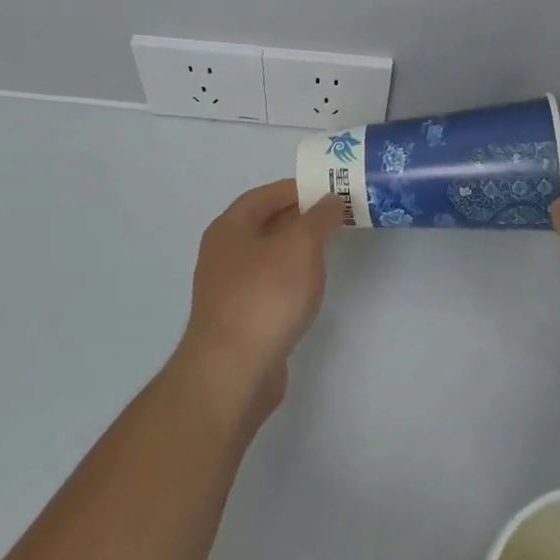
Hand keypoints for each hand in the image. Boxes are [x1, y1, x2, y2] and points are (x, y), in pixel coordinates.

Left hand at [175, 179, 344, 416]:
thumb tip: (331, 200)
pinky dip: (291, 280)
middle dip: (299, 218)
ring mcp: (230, 291)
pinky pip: (270, 287)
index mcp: (229, 229)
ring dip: (296, 250)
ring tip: (329, 247)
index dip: (294, 189)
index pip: (263, 196)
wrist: (233, 371)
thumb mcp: (300, 246)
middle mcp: (223, 255)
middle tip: (335, 215)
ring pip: (268, 258)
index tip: (327, 188)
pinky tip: (310, 288)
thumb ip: (319, 218)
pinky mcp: (241, 321)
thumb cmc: (265, 296)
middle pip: (264, 225)